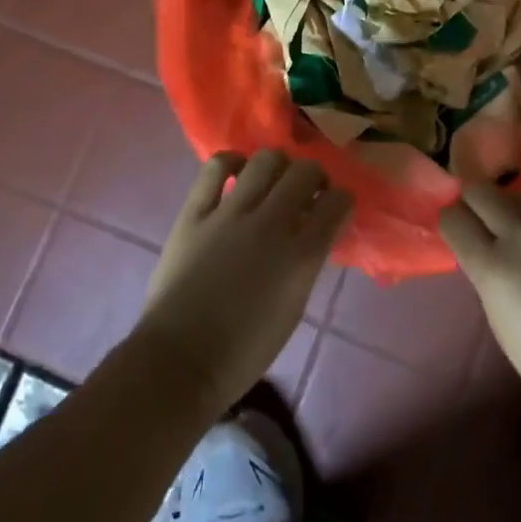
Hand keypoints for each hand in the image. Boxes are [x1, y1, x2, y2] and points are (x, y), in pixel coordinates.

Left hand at [134, 149, 351, 416]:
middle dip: (314, 176)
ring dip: (277, 165)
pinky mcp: (196, 212)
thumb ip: (305, 263)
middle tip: (306, 191)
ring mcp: (231, 213)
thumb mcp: (292, 308)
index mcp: (302, 255)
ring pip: (266, 159)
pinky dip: (231, 162)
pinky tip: (237, 172)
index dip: (341, 200)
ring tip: (271, 180)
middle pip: (306, 171)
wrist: (179, 362)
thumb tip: (309, 234)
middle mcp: (272, 224)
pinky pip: (216, 167)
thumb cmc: (242, 352)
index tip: (334, 207)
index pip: (338, 202)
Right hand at [438, 184, 520, 434]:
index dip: (451, 222)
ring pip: (519, 192)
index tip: (456, 230)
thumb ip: (486, 272)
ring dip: (512, 208)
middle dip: (473, 204)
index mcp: (495, 267)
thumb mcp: (500, 320)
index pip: (453, 218)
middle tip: (482, 223)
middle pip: (480, 191)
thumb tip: (480, 245)